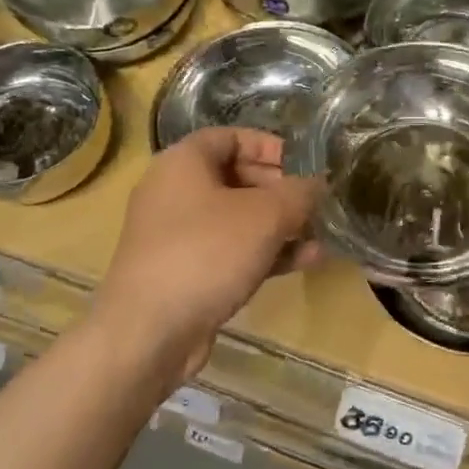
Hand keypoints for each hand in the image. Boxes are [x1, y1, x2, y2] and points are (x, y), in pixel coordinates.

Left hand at [92, 128, 320, 388]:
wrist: (150, 331)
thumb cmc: (207, 253)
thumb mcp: (265, 216)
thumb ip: (298, 193)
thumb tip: (318, 184)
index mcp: (183, 163)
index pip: (230, 137)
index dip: (270, 146)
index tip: (304, 163)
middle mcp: (174, 192)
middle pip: (235, 177)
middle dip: (280, 189)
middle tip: (314, 202)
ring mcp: (177, 235)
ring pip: (236, 218)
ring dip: (279, 224)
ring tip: (319, 233)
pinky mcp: (185, 272)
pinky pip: (230, 251)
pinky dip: (264, 252)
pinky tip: (305, 260)